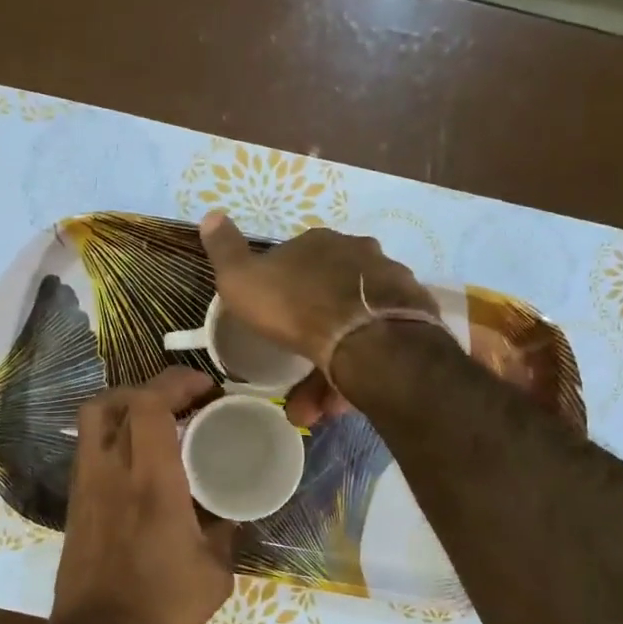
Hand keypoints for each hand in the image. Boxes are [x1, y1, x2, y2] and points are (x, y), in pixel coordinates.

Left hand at [50, 367, 235, 623]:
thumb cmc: (161, 610)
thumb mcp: (214, 573)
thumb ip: (224, 532)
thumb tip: (229, 512)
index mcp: (151, 482)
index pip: (149, 404)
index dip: (176, 382)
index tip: (205, 388)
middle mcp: (111, 471)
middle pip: (115, 400)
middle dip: (151, 388)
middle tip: (183, 400)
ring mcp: (85, 485)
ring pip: (94, 418)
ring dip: (127, 406)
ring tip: (159, 420)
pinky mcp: (75, 501)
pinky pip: (90, 446)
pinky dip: (114, 434)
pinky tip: (139, 457)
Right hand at [198, 211, 439, 425]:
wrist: (367, 340)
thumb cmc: (296, 307)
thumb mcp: (242, 280)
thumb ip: (225, 251)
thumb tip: (210, 215)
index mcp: (319, 243)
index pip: (295, 260)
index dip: (280, 291)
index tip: (270, 321)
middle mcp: (359, 256)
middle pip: (326, 297)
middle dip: (307, 337)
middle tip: (292, 374)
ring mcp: (390, 286)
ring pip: (352, 328)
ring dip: (329, 368)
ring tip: (312, 408)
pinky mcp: (413, 320)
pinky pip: (376, 348)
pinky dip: (356, 375)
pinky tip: (339, 403)